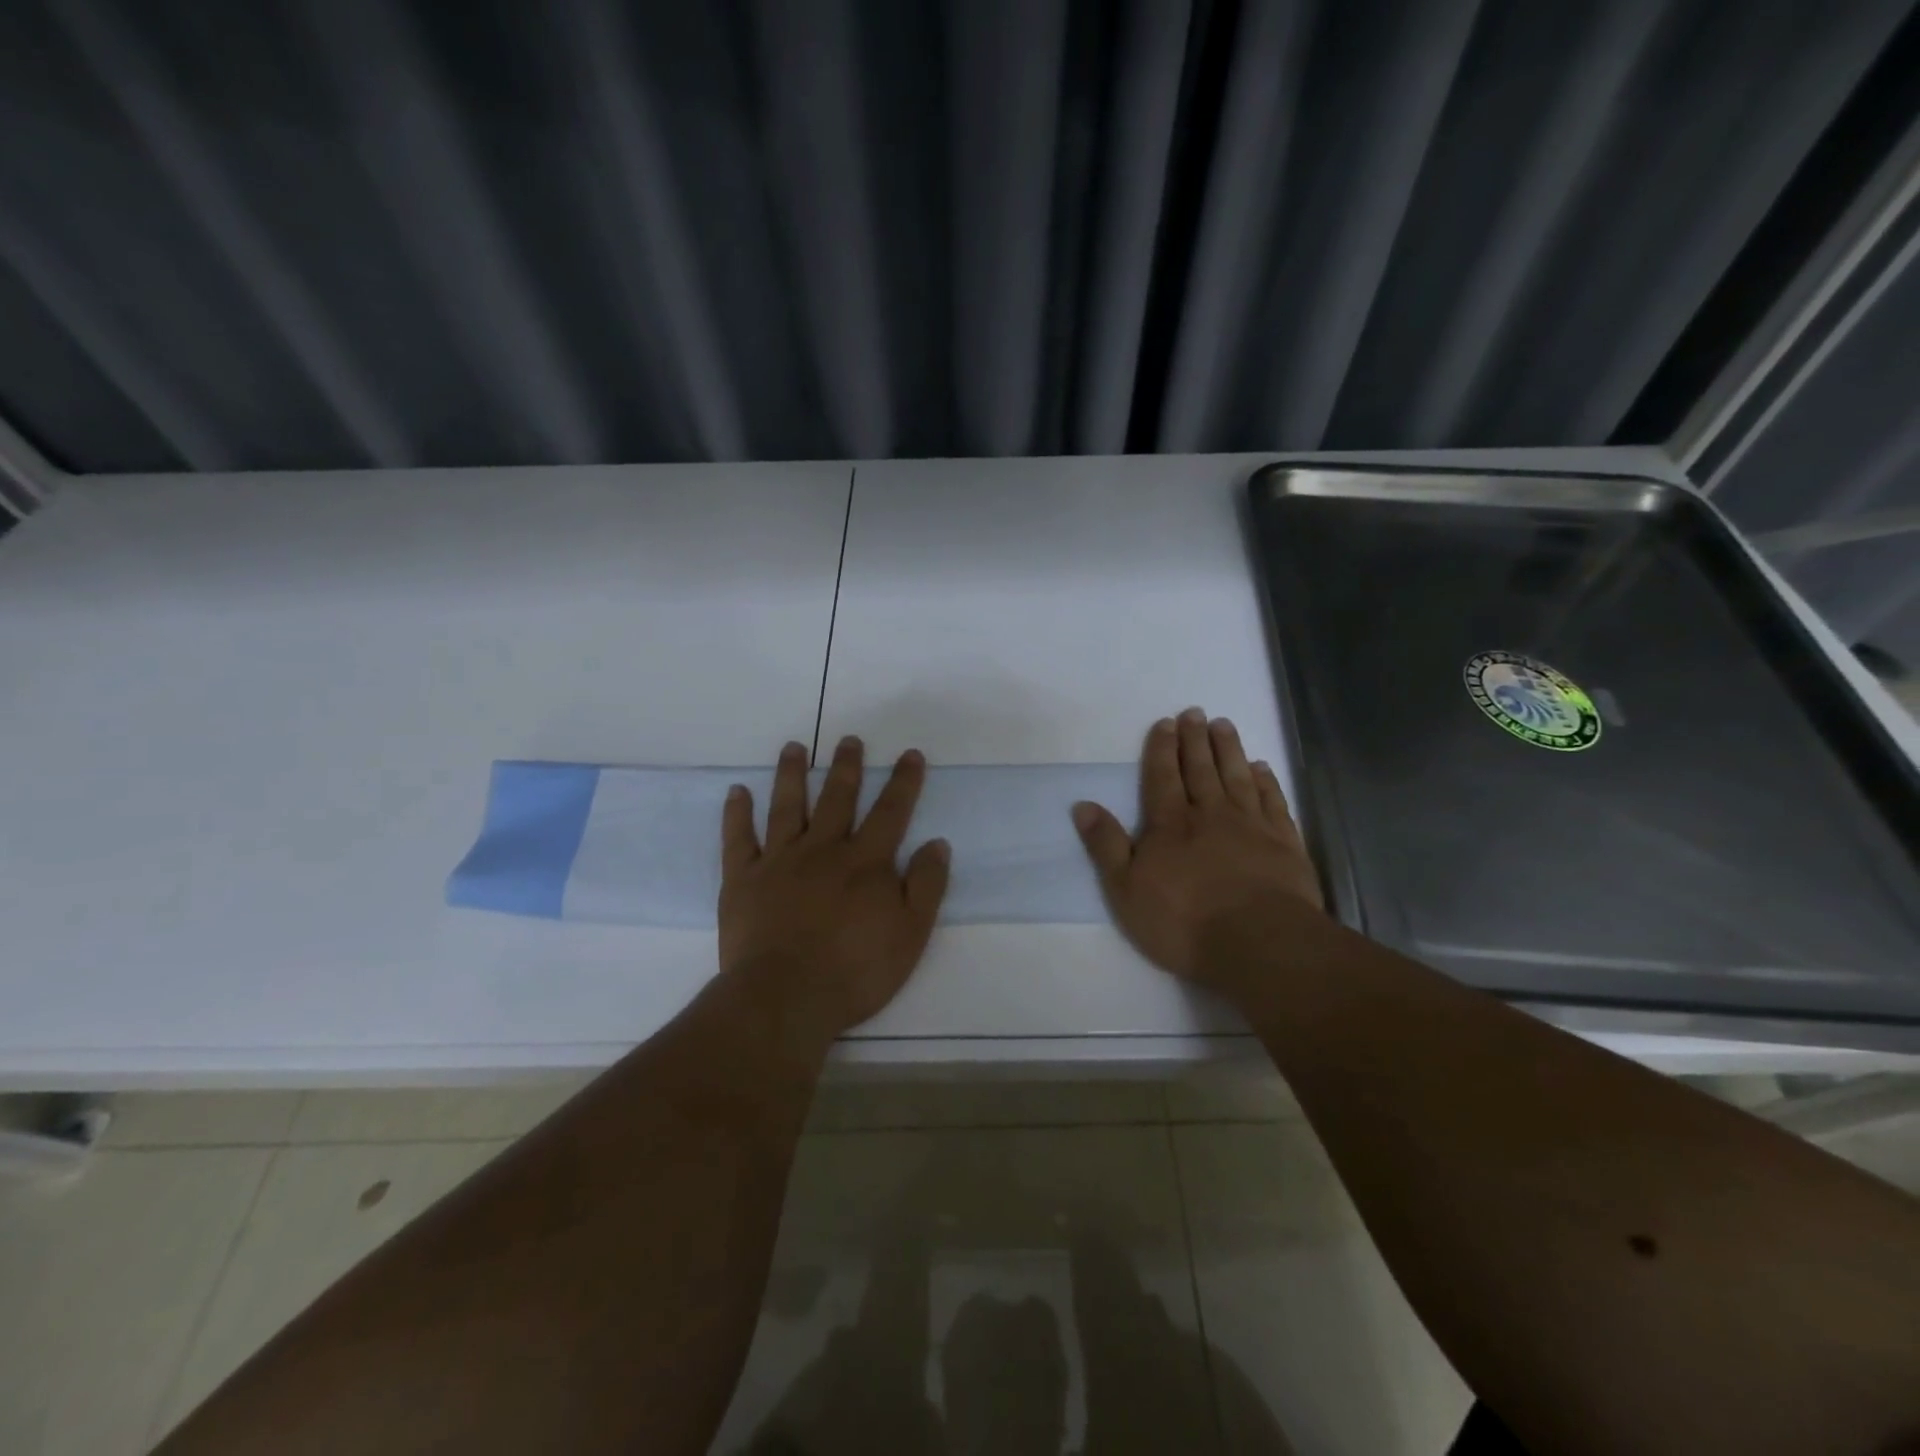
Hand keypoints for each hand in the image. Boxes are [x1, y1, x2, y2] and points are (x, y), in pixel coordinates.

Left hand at [719, 736, 950, 1043]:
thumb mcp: (910, 934)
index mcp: (865, 862)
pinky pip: (738, 839)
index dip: (903, 782)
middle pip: (836, 799)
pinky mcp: (743, 880)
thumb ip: (926, 886)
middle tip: (849, 740)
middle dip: (846, 767)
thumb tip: (937, 843)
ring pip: (786, 807)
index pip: (890, 812)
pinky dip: (737, 814)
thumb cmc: (855, 970)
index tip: (910, 754)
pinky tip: (737, 792)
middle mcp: (822, 850)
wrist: (785, 998)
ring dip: (791, 775)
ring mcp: (779, 861)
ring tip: (793, 748)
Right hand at [1071, 708, 1322, 988]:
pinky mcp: (1284, 842)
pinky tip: (1261, 768)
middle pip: (1201, 768)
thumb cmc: (1183, 921)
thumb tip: (1082, 805)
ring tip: (1224, 725)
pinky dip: (1266, 781)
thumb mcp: (1126, 889)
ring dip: (1229, 749)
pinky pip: (1272, 801)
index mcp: (1170, 824)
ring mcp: (1251, 825)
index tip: (1165, 723)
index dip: (1162, 748)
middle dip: (1195, 739)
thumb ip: (1105, 845)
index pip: (1163, 776)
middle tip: (1195, 713)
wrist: (1259, 942)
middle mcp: (1210, 814)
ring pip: (1237, 776)